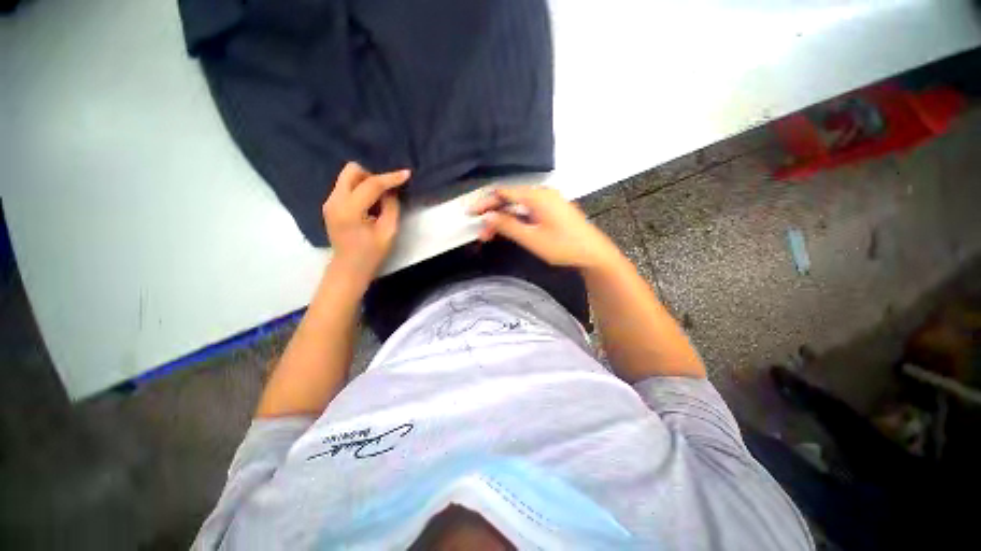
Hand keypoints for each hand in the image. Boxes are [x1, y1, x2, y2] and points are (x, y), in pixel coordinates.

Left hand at [323, 162, 409, 283]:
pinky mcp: (330, 204)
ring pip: (348, 176)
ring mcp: (329, 201)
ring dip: (366, 182)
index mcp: (349, 210)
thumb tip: (391, 191)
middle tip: (386, 191)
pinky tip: (369, 203)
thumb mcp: (388, 232)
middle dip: (372, 176)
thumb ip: (391, 207)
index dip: (390, 178)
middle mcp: (334, 201)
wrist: (349, 268)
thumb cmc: (371, 253)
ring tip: (378, 199)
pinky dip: (360, 188)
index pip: (371, 185)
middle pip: (352, 171)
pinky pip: (346, 186)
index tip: (406, 174)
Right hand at [468, 186, 621, 269]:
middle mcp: (542, 194)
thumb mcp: (532, 238)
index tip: (471, 214)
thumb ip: (508, 225)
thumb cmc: (563, 246)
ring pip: (518, 206)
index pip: (503, 192)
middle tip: (481, 232)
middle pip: (510, 198)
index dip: (485, 202)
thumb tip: (488, 216)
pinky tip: (509, 230)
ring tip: (492, 235)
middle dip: (493, 213)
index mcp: (537, 196)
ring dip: (504, 218)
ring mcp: (549, 201)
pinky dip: (516, 219)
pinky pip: (528, 210)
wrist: (594, 254)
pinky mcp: (552, 210)